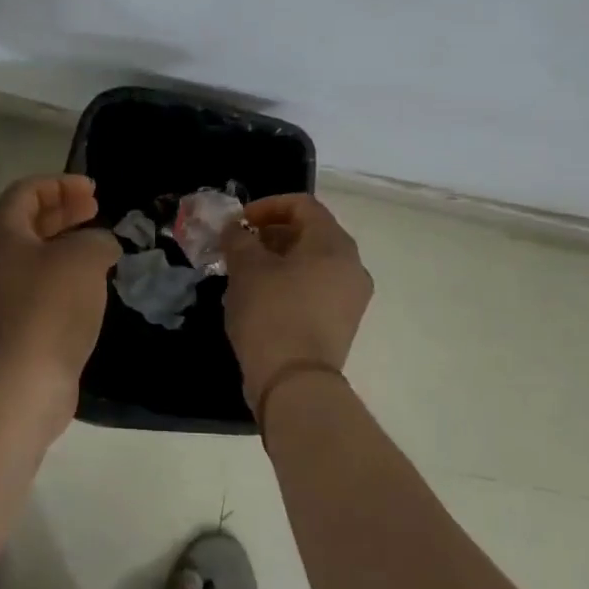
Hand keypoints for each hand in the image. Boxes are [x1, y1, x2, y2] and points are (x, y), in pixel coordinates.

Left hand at [0, 175, 119, 416]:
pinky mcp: (4, 325)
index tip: (93, 191)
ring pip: (29, 255)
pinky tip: (85, 286)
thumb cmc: (50, 307)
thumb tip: (100, 245)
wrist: (21, 384)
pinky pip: (31, 285)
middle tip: (95, 211)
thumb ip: (97, 240)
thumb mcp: (84, 259)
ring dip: (61, 244)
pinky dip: (57, 274)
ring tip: (95, 247)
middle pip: (25, 221)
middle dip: (62, 211)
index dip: (61, 184)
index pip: (26, 191)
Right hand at [220, 193, 372, 413]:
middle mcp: (351, 265)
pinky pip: (316, 289)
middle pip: (310, 233)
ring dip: (278, 260)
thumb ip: (239, 239)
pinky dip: (290, 283)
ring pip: (312, 263)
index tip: (240, 223)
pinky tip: (260, 299)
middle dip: (271, 234)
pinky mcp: (342, 324)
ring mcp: (351, 297)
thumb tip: (236, 229)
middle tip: (239, 247)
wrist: (294, 383)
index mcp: (334, 243)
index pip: (302, 205)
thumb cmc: (271, 313)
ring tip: (244, 274)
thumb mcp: (246, 268)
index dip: (267, 206)